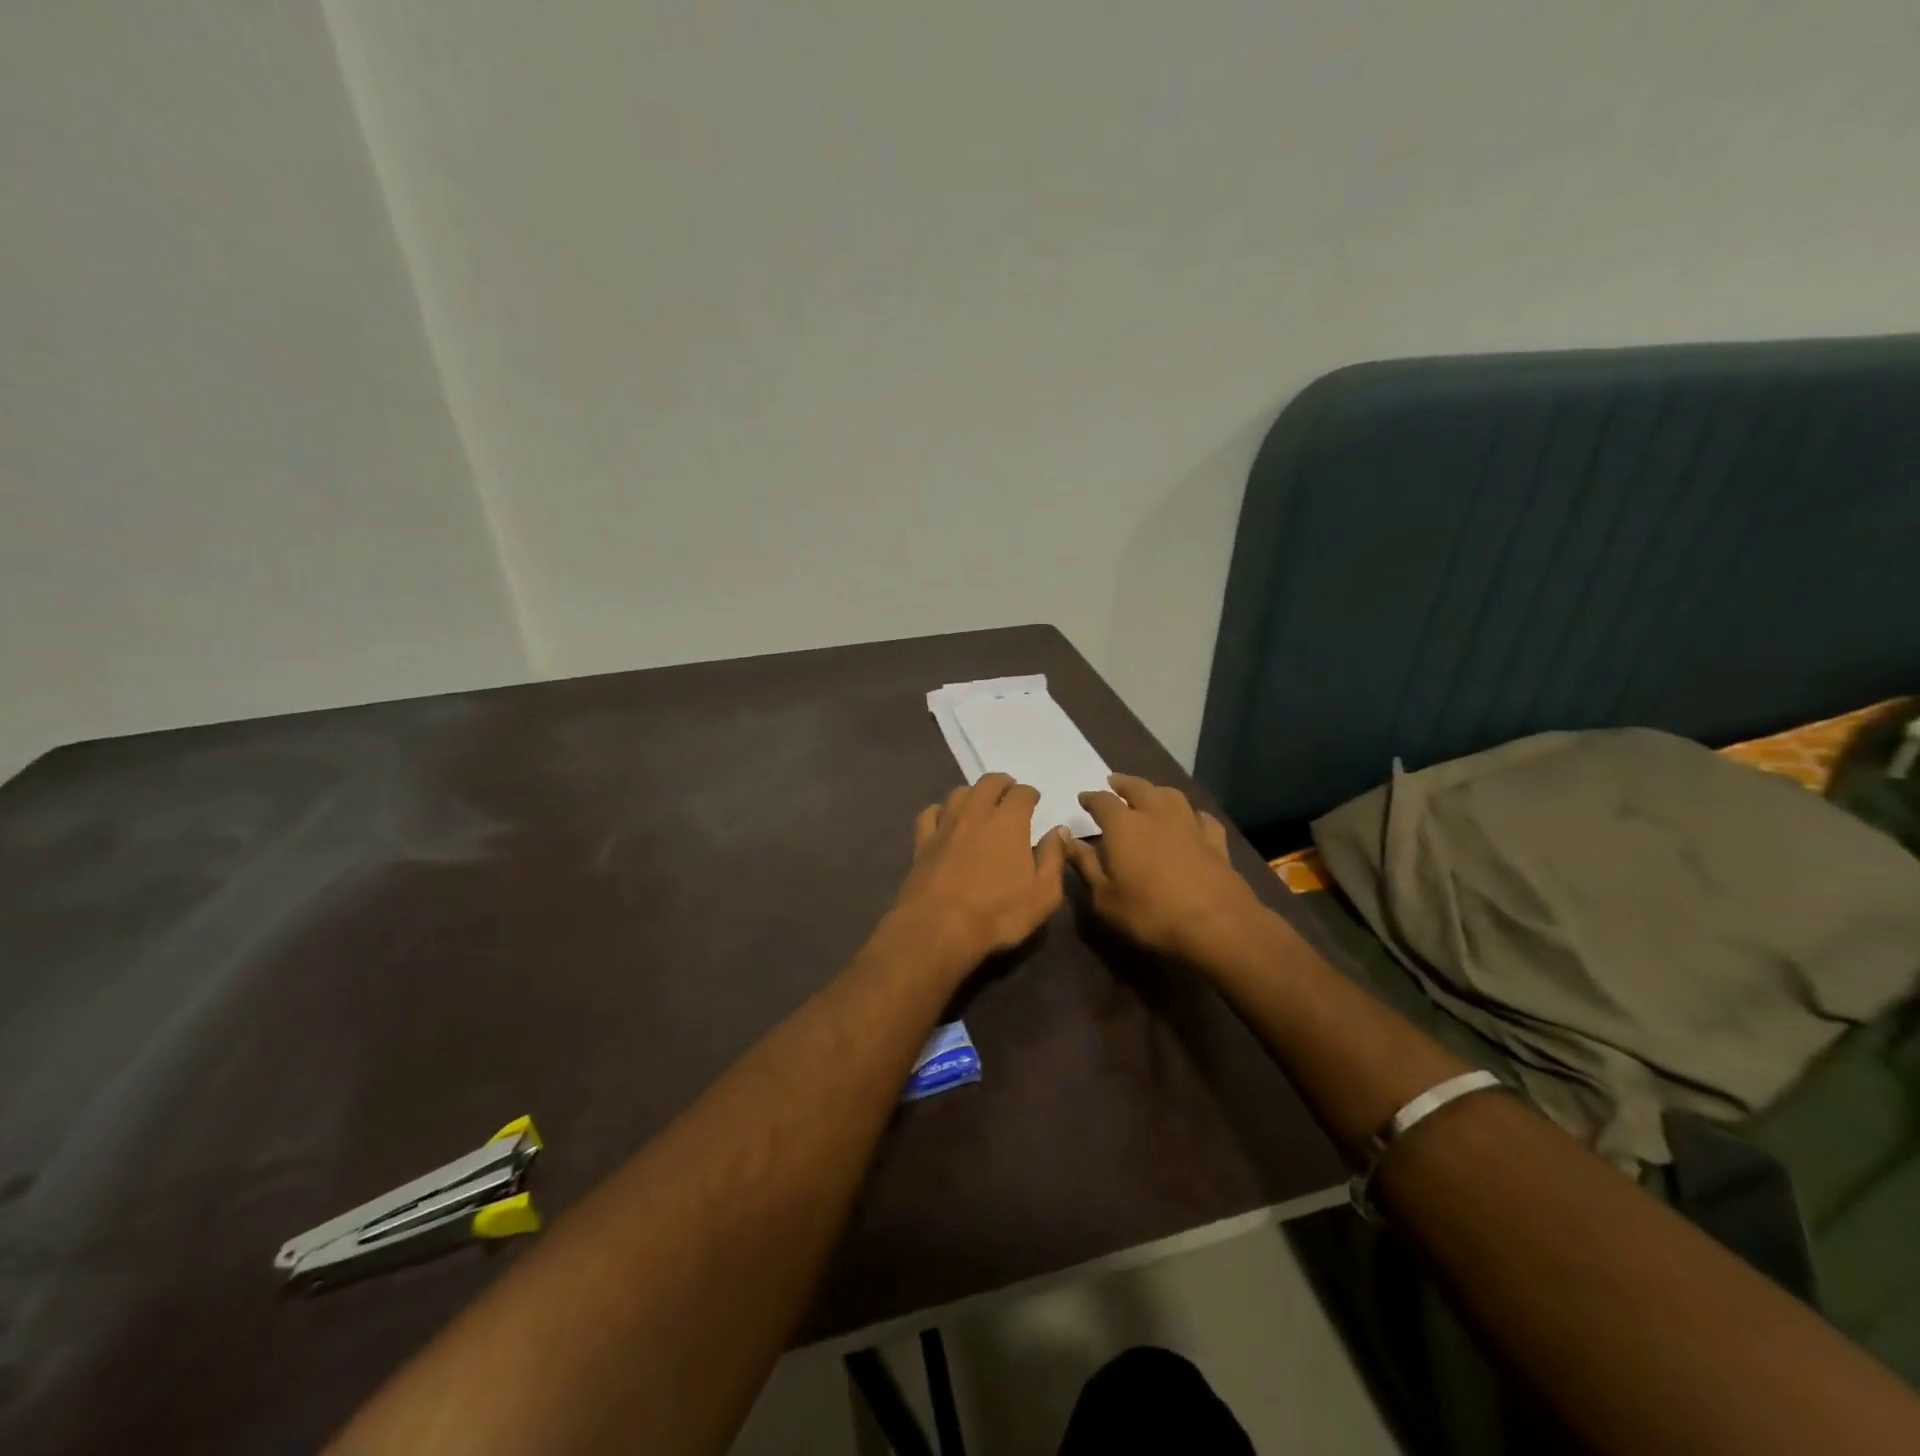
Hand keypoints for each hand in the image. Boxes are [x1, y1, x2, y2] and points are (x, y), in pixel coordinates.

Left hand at [890, 773, 1067, 966]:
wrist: (938, 928)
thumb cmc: (998, 913)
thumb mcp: (1044, 893)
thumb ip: (1054, 858)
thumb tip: (1059, 831)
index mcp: (1009, 821)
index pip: (1022, 792)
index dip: (1030, 793)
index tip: (1034, 801)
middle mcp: (976, 812)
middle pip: (989, 783)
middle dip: (1002, 784)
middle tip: (1009, 795)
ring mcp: (945, 825)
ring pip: (959, 793)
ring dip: (973, 794)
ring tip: (980, 805)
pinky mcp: (922, 842)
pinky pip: (929, 814)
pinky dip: (940, 811)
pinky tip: (944, 819)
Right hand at [1064, 774, 1263, 960]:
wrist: (1217, 924)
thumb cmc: (1151, 913)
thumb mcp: (1105, 897)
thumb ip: (1085, 865)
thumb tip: (1066, 839)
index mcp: (1124, 826)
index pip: (1102, 802)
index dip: (1091, 798)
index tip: (1083, 798)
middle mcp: (1156, 815)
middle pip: (1138, 788)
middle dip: (1123, 783)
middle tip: (1114, 782)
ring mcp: (1189, 825)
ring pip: (1171, 795)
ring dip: (1156, 791)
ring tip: (1150, 794)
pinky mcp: (1215, 841)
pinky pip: (1202, 818)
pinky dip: (1192, 814)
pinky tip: (1192, 819)